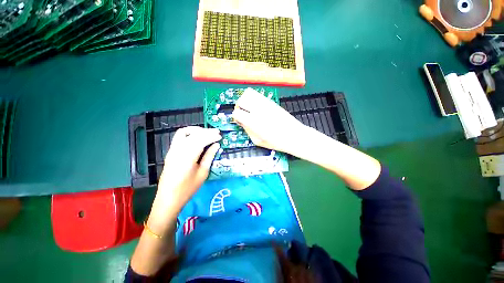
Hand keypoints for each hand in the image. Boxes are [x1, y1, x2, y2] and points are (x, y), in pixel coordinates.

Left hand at [148, 126, 220, 234]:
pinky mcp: (170, 152)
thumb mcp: (203, 173)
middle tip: (216, 132)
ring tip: (207, 133)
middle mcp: (178, 151)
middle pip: (193, 134)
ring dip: (197, 130)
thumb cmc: (188, 189)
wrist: (168, 198)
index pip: (201, 140)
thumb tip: (216, 145)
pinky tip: (197, 137)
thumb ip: (209, 156)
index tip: (220, 136)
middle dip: (206, 131)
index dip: (211, 136)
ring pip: (184, 132)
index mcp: (187, 157)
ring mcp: (172, 150)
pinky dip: (190, 133)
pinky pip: (179, 137)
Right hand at [232, 88, 306, 153]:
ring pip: (249, 94)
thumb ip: (247, 130)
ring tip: (249, 108)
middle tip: (243, 113)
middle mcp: (259, 110)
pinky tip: (257, 107)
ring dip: (246, 100)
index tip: (239, 120)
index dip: (236, 117)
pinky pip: (258, 95)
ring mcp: (266, 104)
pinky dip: (254, 99)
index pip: (237, 112)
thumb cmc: (277, 142)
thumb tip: (241, 122)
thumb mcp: (258, 141)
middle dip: (239, 106)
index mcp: (254, 122)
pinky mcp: (272, 102)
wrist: (294, 136)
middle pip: (241, 100)